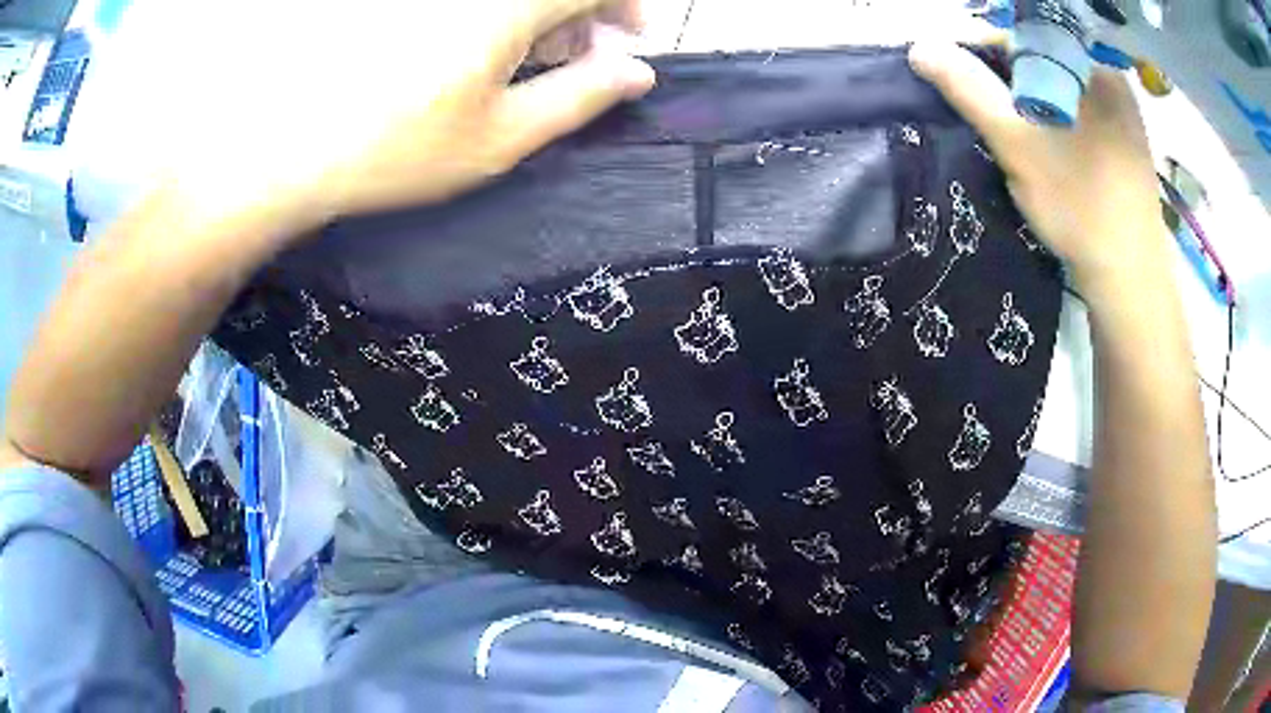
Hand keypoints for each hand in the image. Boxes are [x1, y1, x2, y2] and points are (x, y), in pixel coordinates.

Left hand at [168, 0, 653, 233]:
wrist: (289, 150)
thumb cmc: (396, 150)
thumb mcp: (501, 137)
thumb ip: (580, 97)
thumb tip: (636, 72)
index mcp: (506, 7)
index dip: (625, 5)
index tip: (627, 39)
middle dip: (583, 11)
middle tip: (576, 60)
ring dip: (538, 13)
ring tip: (523, 61)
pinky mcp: (400, 4)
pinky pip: (471, 1)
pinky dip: (493, 15)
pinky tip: (477, 47)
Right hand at [908, 42, 1170, 298]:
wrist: (1130, 282)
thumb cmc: (1080, 205)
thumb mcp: (1016, 142)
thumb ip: (969, 89)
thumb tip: (919, 46)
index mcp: (1091, 66)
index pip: (1024, 36)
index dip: (982, 51)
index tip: (954, 78)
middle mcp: (1109, 80)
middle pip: (1042, 61)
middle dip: (1005, 81)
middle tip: (983, 114)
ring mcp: (1121, 113)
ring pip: (1058, 89)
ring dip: (1026, 103)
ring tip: (1009, 134)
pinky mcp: (1123, 143)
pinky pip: (1077, 114)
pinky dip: (1051, 121)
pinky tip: (1043, 149)